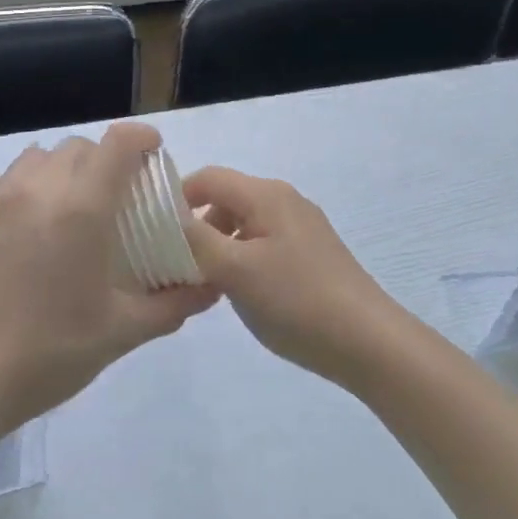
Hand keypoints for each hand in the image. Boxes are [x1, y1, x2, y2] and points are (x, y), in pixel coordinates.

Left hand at [0, 122, 219, 439]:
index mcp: (83, 206)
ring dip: (60, 171)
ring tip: (65, 207)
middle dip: (104, 161)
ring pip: (36, 157)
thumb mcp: (121, 332)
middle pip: (79, 147)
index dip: (143, 139)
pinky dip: (10, 185)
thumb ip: (173, 304)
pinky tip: (13, 216)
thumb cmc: (47, 352)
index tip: (155, 155)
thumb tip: (212, 287)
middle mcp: (39, 187)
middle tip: (114, 198)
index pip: (119, 142)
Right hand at [180, 167, 404, 387]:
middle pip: (226, 199)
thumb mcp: (234, 270)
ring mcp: (302, 227)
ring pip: (244, 224)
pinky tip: (240, 293)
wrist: (367, 341)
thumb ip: (195, 238)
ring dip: (219, 246)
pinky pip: (264, 244)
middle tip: (175, 265)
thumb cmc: (296, 300)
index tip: (151, 232)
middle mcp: (285, 200)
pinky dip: (242, 259)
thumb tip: (166, 213)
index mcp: (266, 195)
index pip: (208, 177)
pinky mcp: (312, 253)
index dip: (176, 198)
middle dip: (196, 227)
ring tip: (205, 285)